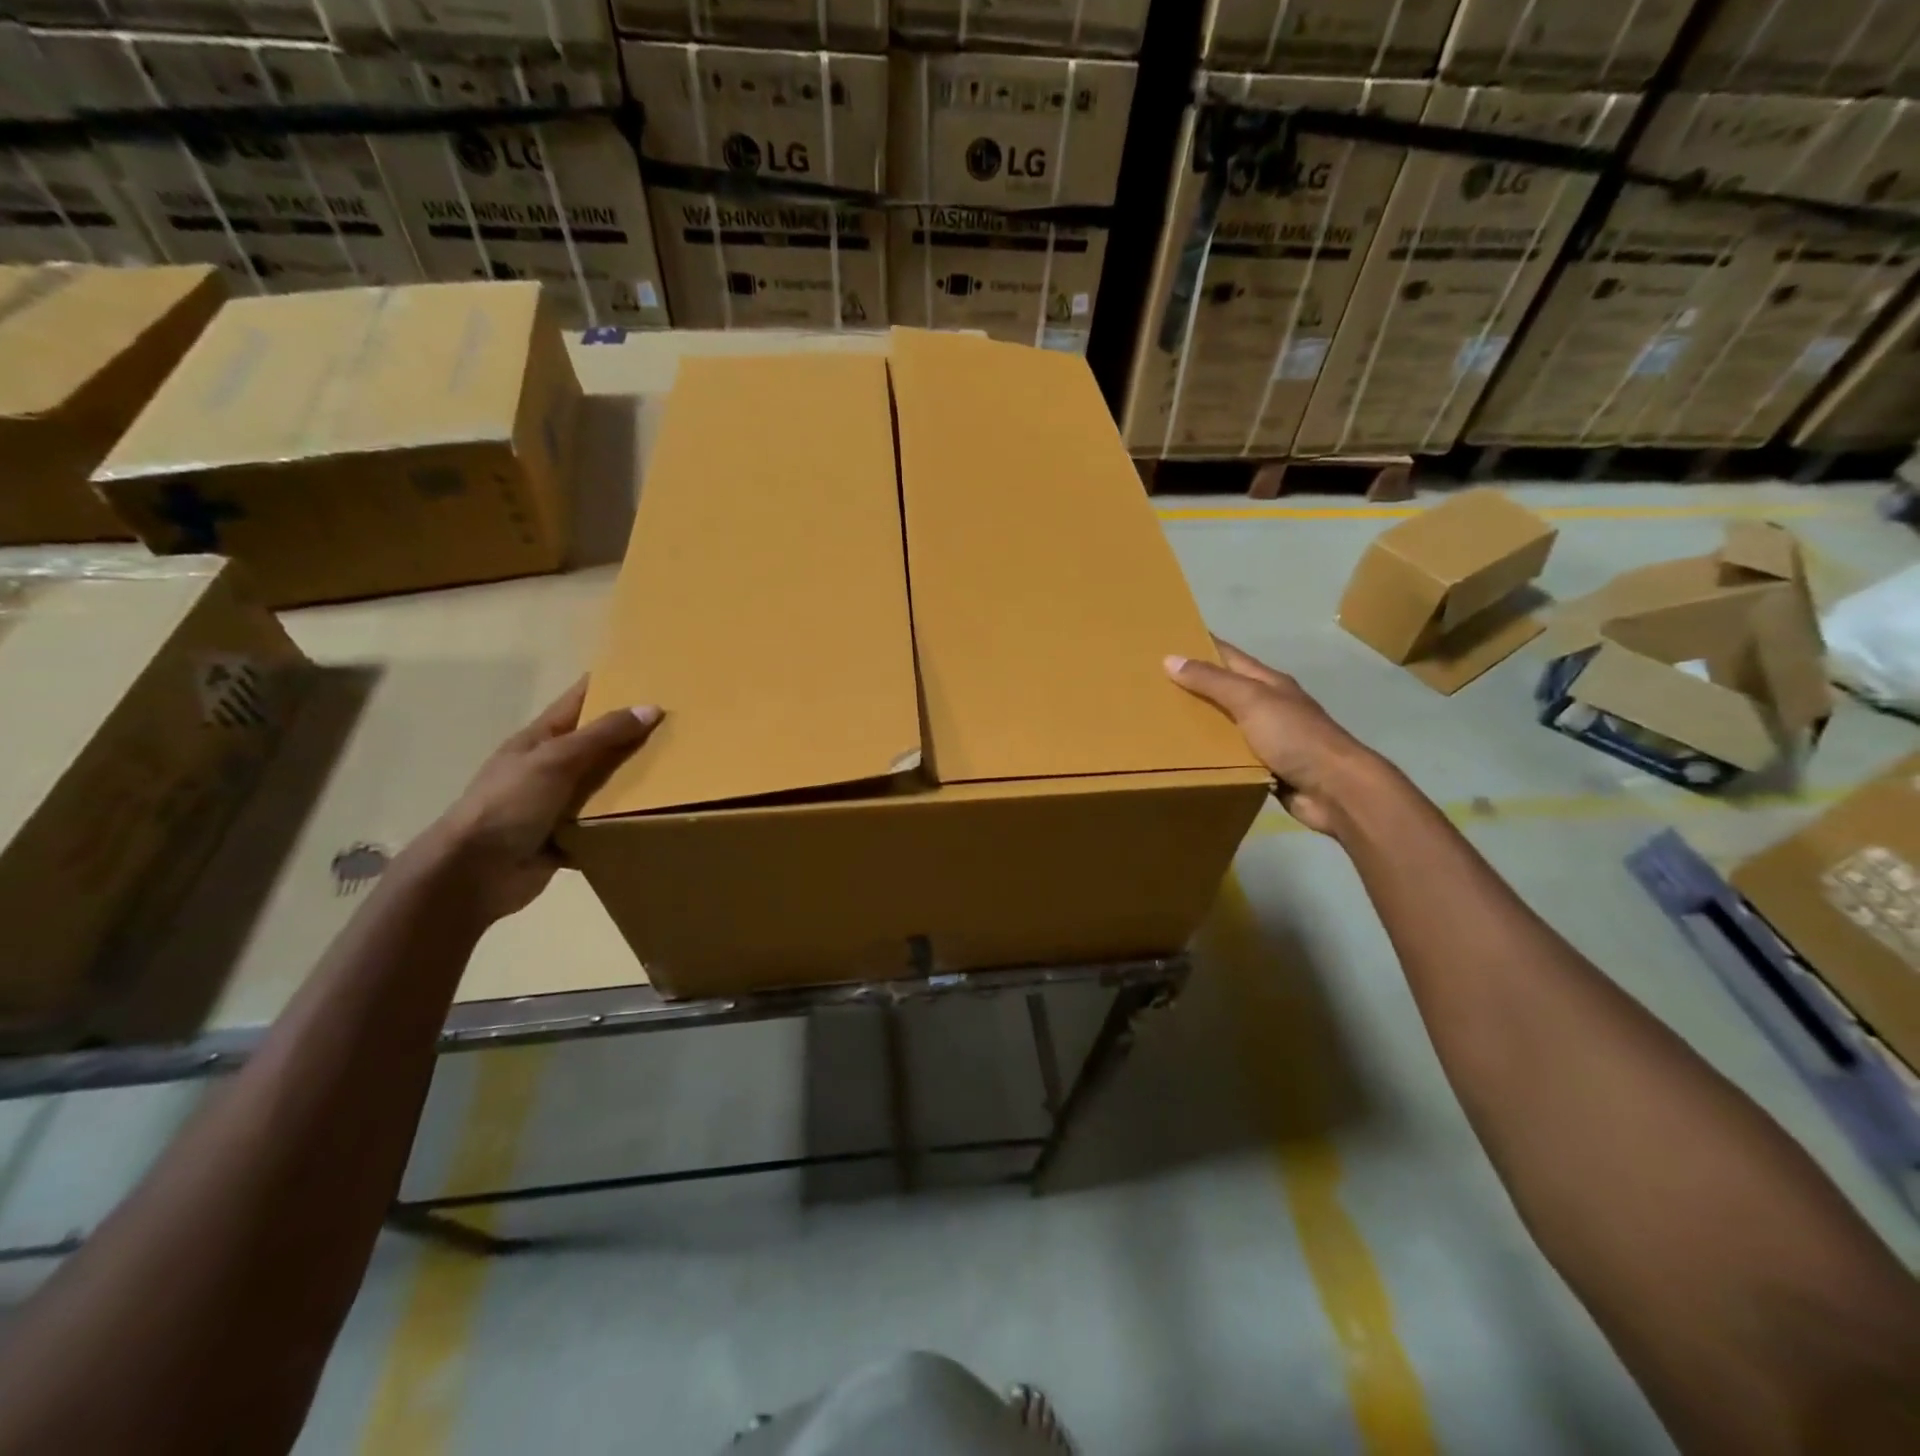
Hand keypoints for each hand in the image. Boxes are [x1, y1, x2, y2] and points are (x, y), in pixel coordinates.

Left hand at [423, 678, 660, 920]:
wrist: (473, 873)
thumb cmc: (508, 804)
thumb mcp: (556, 760)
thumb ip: (603, 735)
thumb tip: (651, 707)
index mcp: (540, 740)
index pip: (579, 702)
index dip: (609, 686)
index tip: (648, 675)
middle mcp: (549, 767)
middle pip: (598, 744)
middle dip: (633, 735)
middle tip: (680, 726)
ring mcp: (556, 804)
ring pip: (605, 785)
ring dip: (635, 782)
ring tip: (681, 771)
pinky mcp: (566, 837)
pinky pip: (603, 824)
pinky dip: (624, 822)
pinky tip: (656, 818)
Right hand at [1165, 639, 1382, 835]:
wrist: (1335, 789)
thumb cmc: (1294, 736)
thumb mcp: (1251, 700)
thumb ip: (1212, 681)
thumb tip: (1170, 658)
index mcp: (1268, 683)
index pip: (1229, 656)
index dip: (1202, 646)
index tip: (1169, 641)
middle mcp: (1269, 707)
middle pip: (1226, 691)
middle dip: (1194, 687)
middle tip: (1153, 687)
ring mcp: (1269, 739)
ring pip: (1226, 726)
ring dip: (1199, 725)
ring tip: (1160, 725)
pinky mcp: (1266, 769)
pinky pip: (1231, 758)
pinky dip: (1211, 757)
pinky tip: (1186, 759)